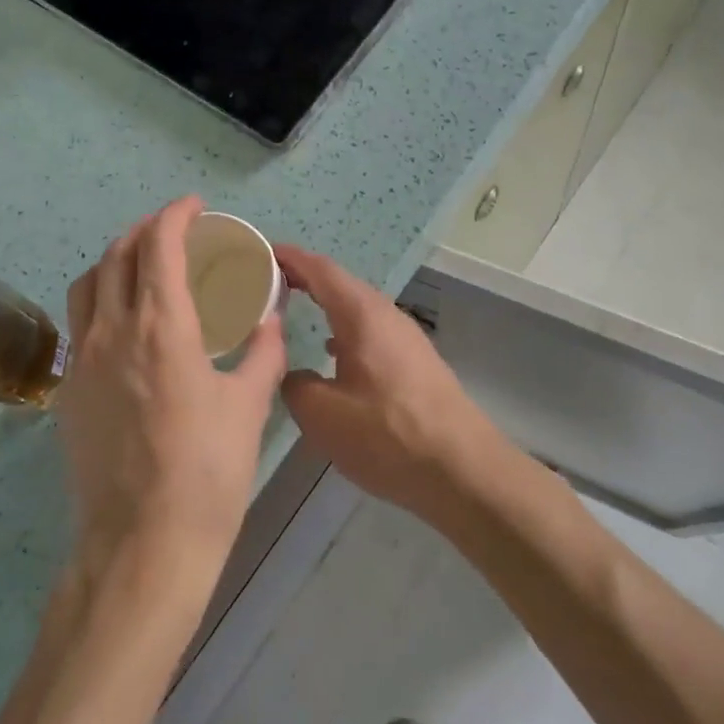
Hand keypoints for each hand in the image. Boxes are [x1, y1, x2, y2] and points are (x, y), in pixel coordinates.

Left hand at [57, 197, 286, 587]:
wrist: (143, 545)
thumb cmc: (207, 473)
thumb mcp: (248, 406)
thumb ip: (262, 352)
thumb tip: (270, 319)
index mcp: (161, 327)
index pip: (159, 245)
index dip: (175, 215)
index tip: (194, 207)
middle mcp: (113, 331)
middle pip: (118, 254)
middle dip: (146, 229)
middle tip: (175, 229)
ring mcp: (83, 360)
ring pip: (89, 284)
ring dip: (116, 259)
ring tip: (144, 264)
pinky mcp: (69, 391)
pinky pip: (81, 322)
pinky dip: (102, 299)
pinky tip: (127, 322)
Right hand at [276, 245, 510, 524]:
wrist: (463, 471)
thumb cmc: (388, 435)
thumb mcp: (323, 415)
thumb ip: (295, 384)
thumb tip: (292, 374)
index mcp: (362, 315)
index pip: (320, 270)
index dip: (289, 258)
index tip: (260, 252)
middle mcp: (386, 315)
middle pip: (340, 284)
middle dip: (304, 279)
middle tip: (267, 283)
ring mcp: (406, 338)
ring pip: (357, 309)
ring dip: (326, 305)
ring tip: (294, 312)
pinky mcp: (416, 362)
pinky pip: (371, 331)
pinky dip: (344, 329)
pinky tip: (332, 354)